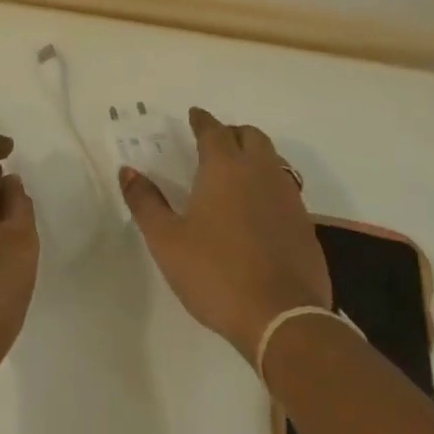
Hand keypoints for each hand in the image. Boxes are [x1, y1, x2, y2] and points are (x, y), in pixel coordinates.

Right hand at [120, 107, 330, 363]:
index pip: (213, 130)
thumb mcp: (167, 240)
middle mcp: (260, 172)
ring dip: (254, 155)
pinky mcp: (305, 225)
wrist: (282, 318)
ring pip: (273, 159)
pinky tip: (257, 209)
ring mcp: (288, 198)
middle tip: (215, 142)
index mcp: (224, 168)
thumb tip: (128, 171)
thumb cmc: (215, 273)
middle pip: (251, 136)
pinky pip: (285, 189)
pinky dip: (269, 185)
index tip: (194, 115)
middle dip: (232, 132)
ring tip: (236, 172)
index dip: (202, 120)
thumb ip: (145, 202)